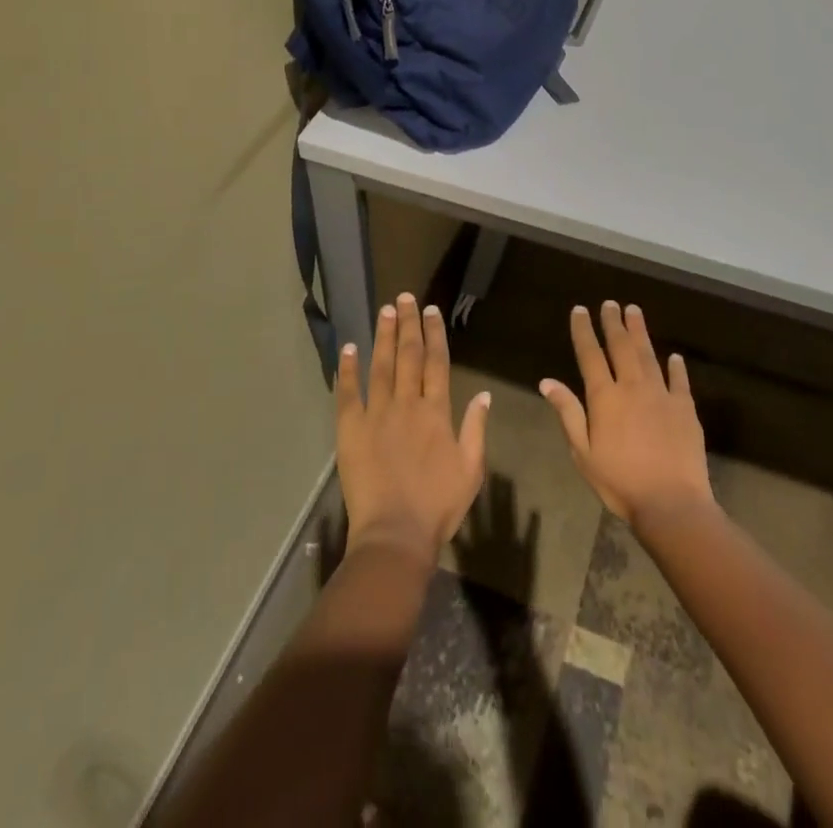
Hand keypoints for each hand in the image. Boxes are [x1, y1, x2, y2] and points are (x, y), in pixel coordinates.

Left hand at [336, 294, 491, 567]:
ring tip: (385, 310)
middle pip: (408, 355)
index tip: (432, 311)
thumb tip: (484, 394)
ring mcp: (376, 414)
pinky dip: (348, 369)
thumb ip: (476, 429)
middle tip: (406, 297)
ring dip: (383, 336)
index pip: (436, 363)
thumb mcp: (471, 470)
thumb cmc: (438, 506)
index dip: (435, 334)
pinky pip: (348, 393)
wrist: (395, 534)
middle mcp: (407, 404)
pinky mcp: (351, 429)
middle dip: (409, 324)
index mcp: (436, 412)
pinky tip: (349, 348)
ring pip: (381, 365)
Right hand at [540, 302, 713, 527]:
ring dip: (640, 332)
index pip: (590, 355)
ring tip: (634, 311)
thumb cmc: (620, 482)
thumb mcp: (583, 452)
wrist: (671, 503)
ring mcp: (662, 395)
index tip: (580, 310)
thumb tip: (547, 382)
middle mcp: (633, 387)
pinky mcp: (686, 408)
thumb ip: (568, 413)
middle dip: (613, 322)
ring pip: (649, 355)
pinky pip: (679, 380)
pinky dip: (676, 366)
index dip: (584, 330)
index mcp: (605, 397)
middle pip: (621, 347)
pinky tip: (674, 356)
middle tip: (610, 303)